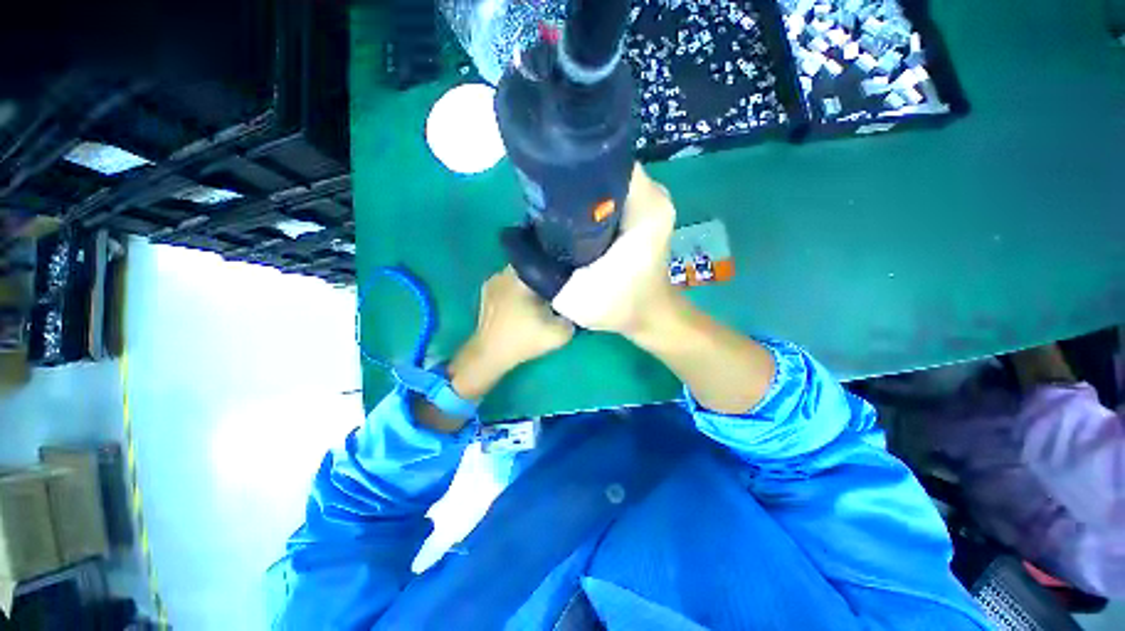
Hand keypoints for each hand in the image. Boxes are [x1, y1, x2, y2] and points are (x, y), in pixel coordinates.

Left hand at [448, 267, 573, 400]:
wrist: (491, 355)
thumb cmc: (523, 340)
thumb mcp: (558, 334)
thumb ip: (573, 318)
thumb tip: (578, 306)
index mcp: (521, 278)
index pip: (546, 261)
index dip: (558, 269)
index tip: (568, 279)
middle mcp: (505, 273)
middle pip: (533, 268)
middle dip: (545, 277)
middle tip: (557, 290)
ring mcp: (493, 282)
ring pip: (520, 276)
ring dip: (531, 284)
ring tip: (541, 296)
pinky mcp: (487, 293)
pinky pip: (508, 284)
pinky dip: (517, 290)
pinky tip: (524, 303)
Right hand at [551, 164, 677, 336]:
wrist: (649, 318)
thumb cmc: (619, 307)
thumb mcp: (577, 295)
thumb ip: (548, 266)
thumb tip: (524, 232)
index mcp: (644, 207)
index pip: (606, 160)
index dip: (573, 165)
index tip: (546, 179)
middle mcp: (652, 197)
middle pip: (605, 169)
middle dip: (574, 179)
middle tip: (545, 196)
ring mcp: (649, 205)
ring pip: (607, 182)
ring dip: (582, 193)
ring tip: (555, 207)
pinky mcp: (643, 216)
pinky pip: (612, 197)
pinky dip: (592, 204)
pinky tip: (573, 219)